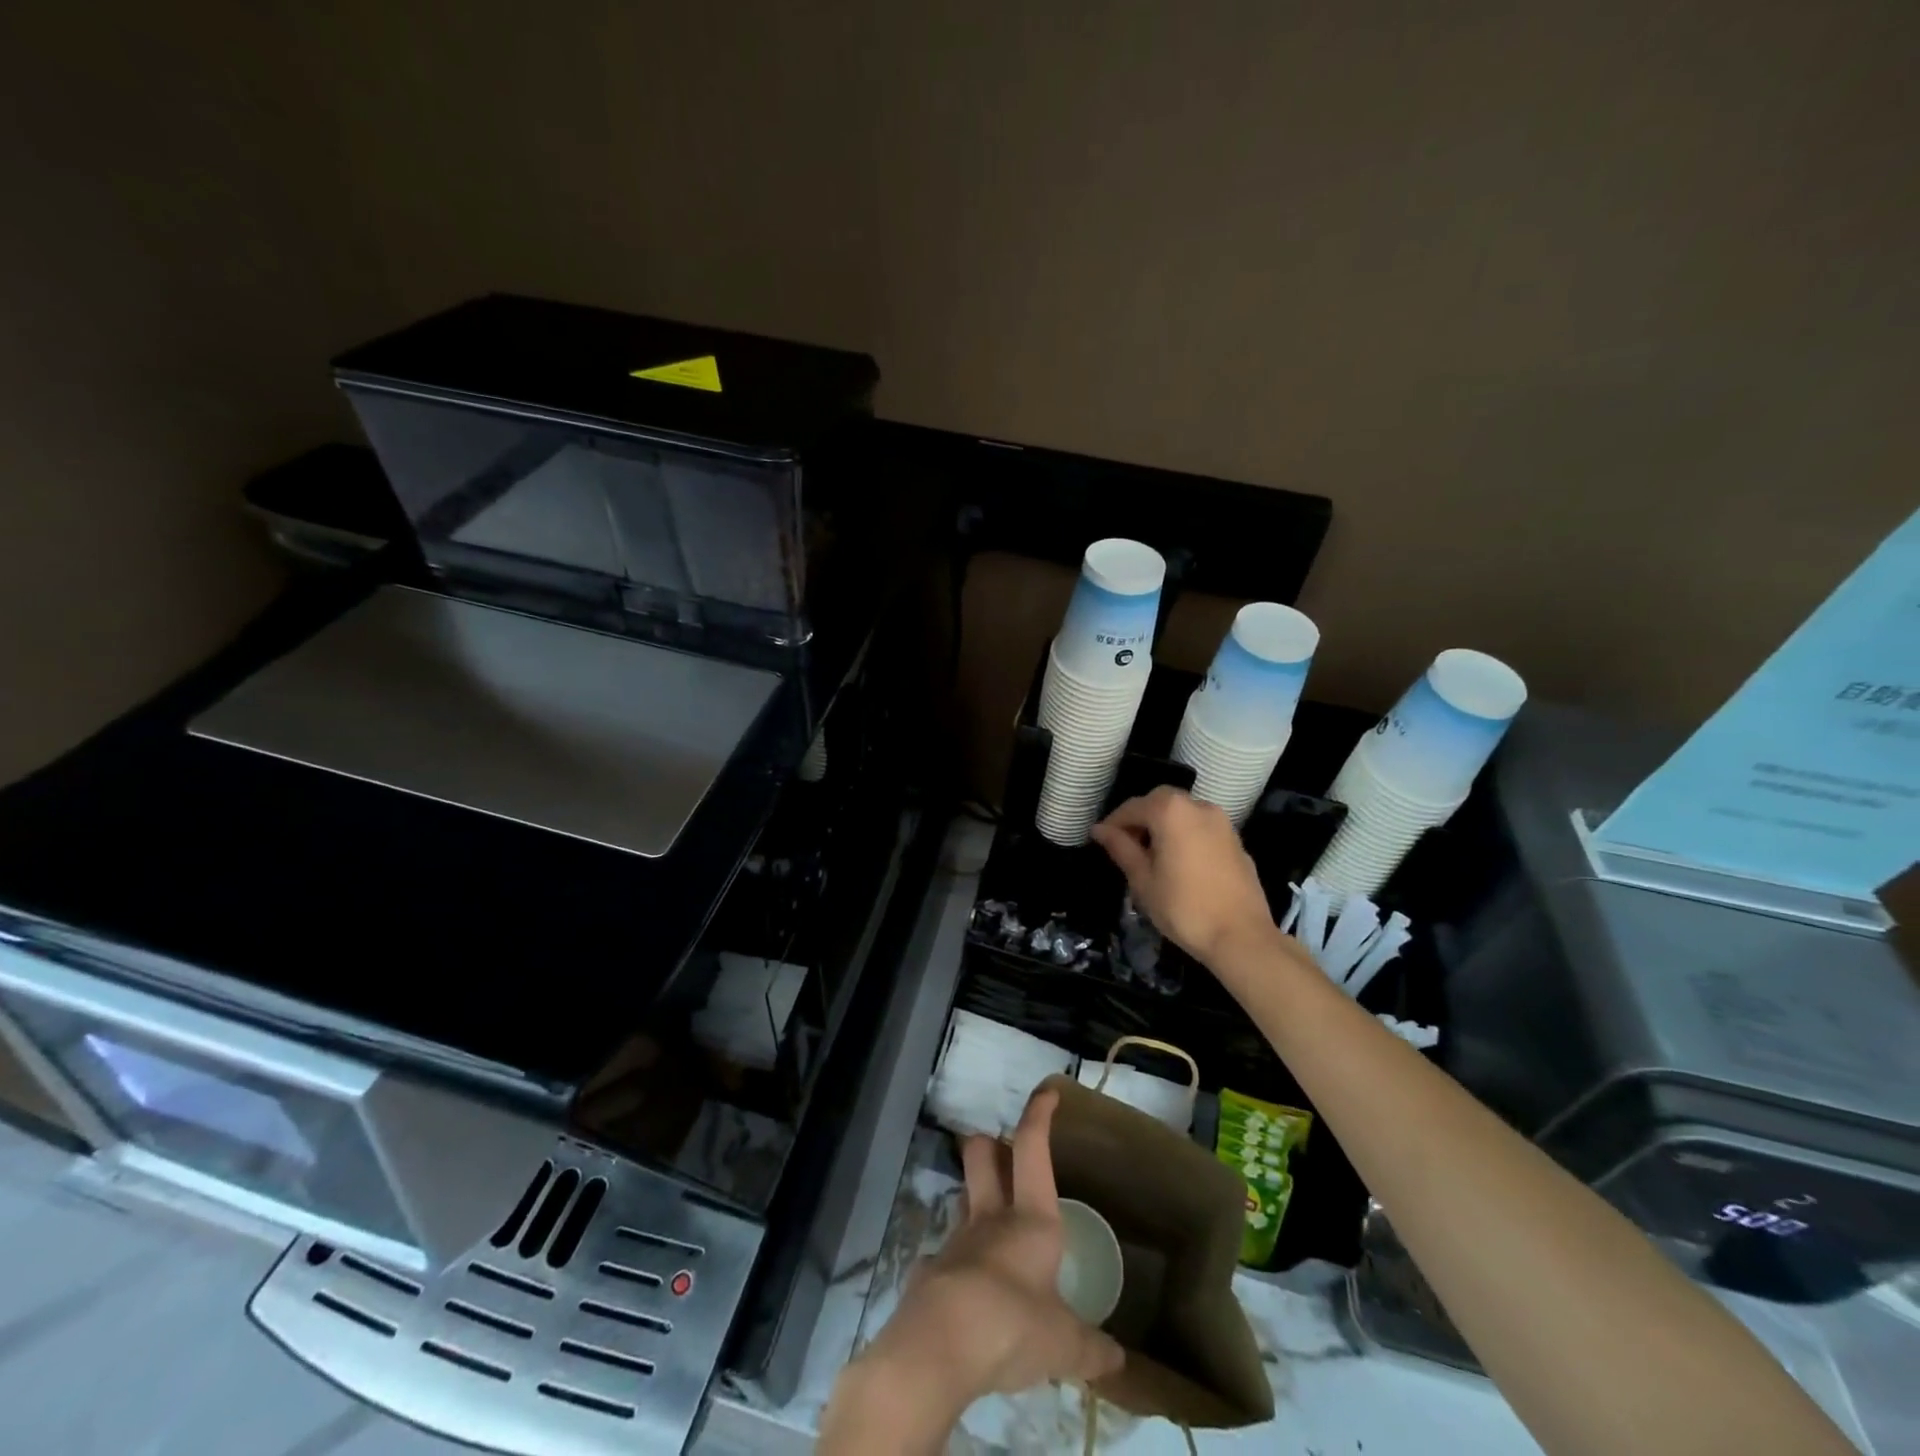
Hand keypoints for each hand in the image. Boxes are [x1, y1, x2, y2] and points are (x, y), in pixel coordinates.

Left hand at [821, 1091, 1122, 1451]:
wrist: (940, 1345)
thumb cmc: (1013, 1324)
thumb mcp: (1064, 1344)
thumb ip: (1090, 1348)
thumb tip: (1119, 1361)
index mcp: (1031, 1219)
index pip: (1033, 1148)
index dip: (1039, 1115)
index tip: (1047, 1091)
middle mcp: (991, 1218)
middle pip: (982, 1155)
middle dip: (991, 1144)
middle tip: (1003, 1151)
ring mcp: (956, 1241)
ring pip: (963, 1197)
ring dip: (974, 1198)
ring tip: (991, 1223)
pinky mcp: (930, 1271)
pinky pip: (945, 1255)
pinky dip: (957, 1264)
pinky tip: (968, 1292)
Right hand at [1091, 787, 1276, 965]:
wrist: (1241, 936)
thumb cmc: (1183, 907)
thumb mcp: (1143, 879)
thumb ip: (1121, 848)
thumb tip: (1100, 830)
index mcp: (1171, 812)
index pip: (1132, 807)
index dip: (1113, 823)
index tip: (1100, 840)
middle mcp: (1198, 806)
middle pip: (1160, 802)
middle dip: (1140, 818)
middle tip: (1126, 845)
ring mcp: (1222, 822)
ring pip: (1183, 812)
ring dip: (1163, 825)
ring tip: (1152, 855)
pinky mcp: (1236, 840)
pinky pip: (1201, 828)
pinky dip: (1185, 834)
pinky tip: (1179, 862)